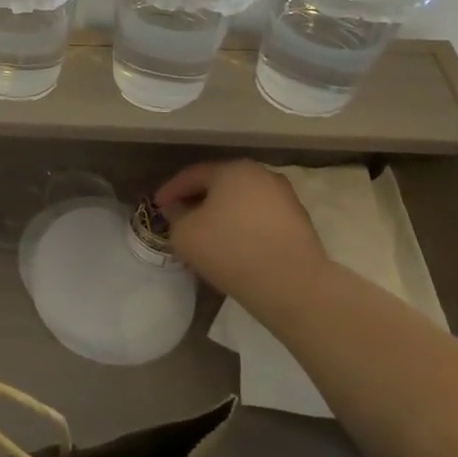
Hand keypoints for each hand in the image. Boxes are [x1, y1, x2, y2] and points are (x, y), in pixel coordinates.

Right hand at [155, 160, 329, 294]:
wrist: (293, 286)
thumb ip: (175, 216)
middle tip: (180, 217)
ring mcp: (286, 198)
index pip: (192, 175)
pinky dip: (243, 227)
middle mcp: (262, 175)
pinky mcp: (300, 223)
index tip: (157, 206)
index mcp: (233, 170)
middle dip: (198, 200)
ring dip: (222, 214)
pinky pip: (260, 219)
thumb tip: (179, 209)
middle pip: (220, 185)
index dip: (171, 190)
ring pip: (242, 202)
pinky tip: (234, 246)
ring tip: (207, 235)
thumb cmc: (230, 250)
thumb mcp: (184, 234)